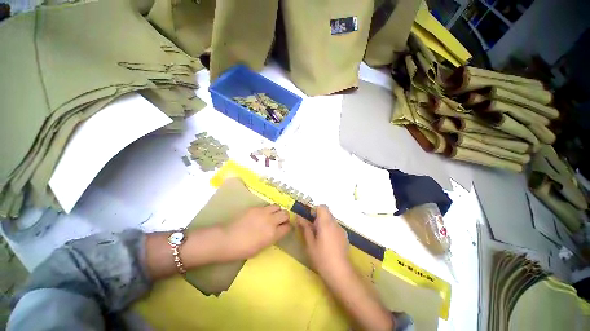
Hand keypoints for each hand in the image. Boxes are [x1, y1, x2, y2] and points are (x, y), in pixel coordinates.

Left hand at [223, 205, 291, 259]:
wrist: (227, 239)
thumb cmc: (244, 249)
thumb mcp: (262, 247)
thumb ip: (272, 237)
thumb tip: (277, 231)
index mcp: (273, 234)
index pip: (287, 227)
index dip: (287, 227)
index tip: (285, 227)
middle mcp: (271, 221)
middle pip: (285, 214)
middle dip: (285, 217)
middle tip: (280, 220)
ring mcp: (263, 213)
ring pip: (277, 206)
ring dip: (277, 211)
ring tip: (272, 215)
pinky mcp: (256, 208)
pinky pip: (267, 206)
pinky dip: (268, 209)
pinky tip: (262, 214)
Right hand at [297, 205, 350, 279]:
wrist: (340, 272)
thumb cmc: (322, 257)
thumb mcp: (310, 243)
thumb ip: (305, 228)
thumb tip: (298, 217)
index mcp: (326, 223)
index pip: (322, 207)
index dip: (315, 209)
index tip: (310, 218)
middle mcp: (335, 223)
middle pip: (327, 213)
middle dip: (318, 217)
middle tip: (312, 229)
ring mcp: (341, 230)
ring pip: (331, 220)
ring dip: (324, 223)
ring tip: (319, 237)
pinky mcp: (344, 236)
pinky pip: (335, 227)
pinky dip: (330, 229)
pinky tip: (327, 242)